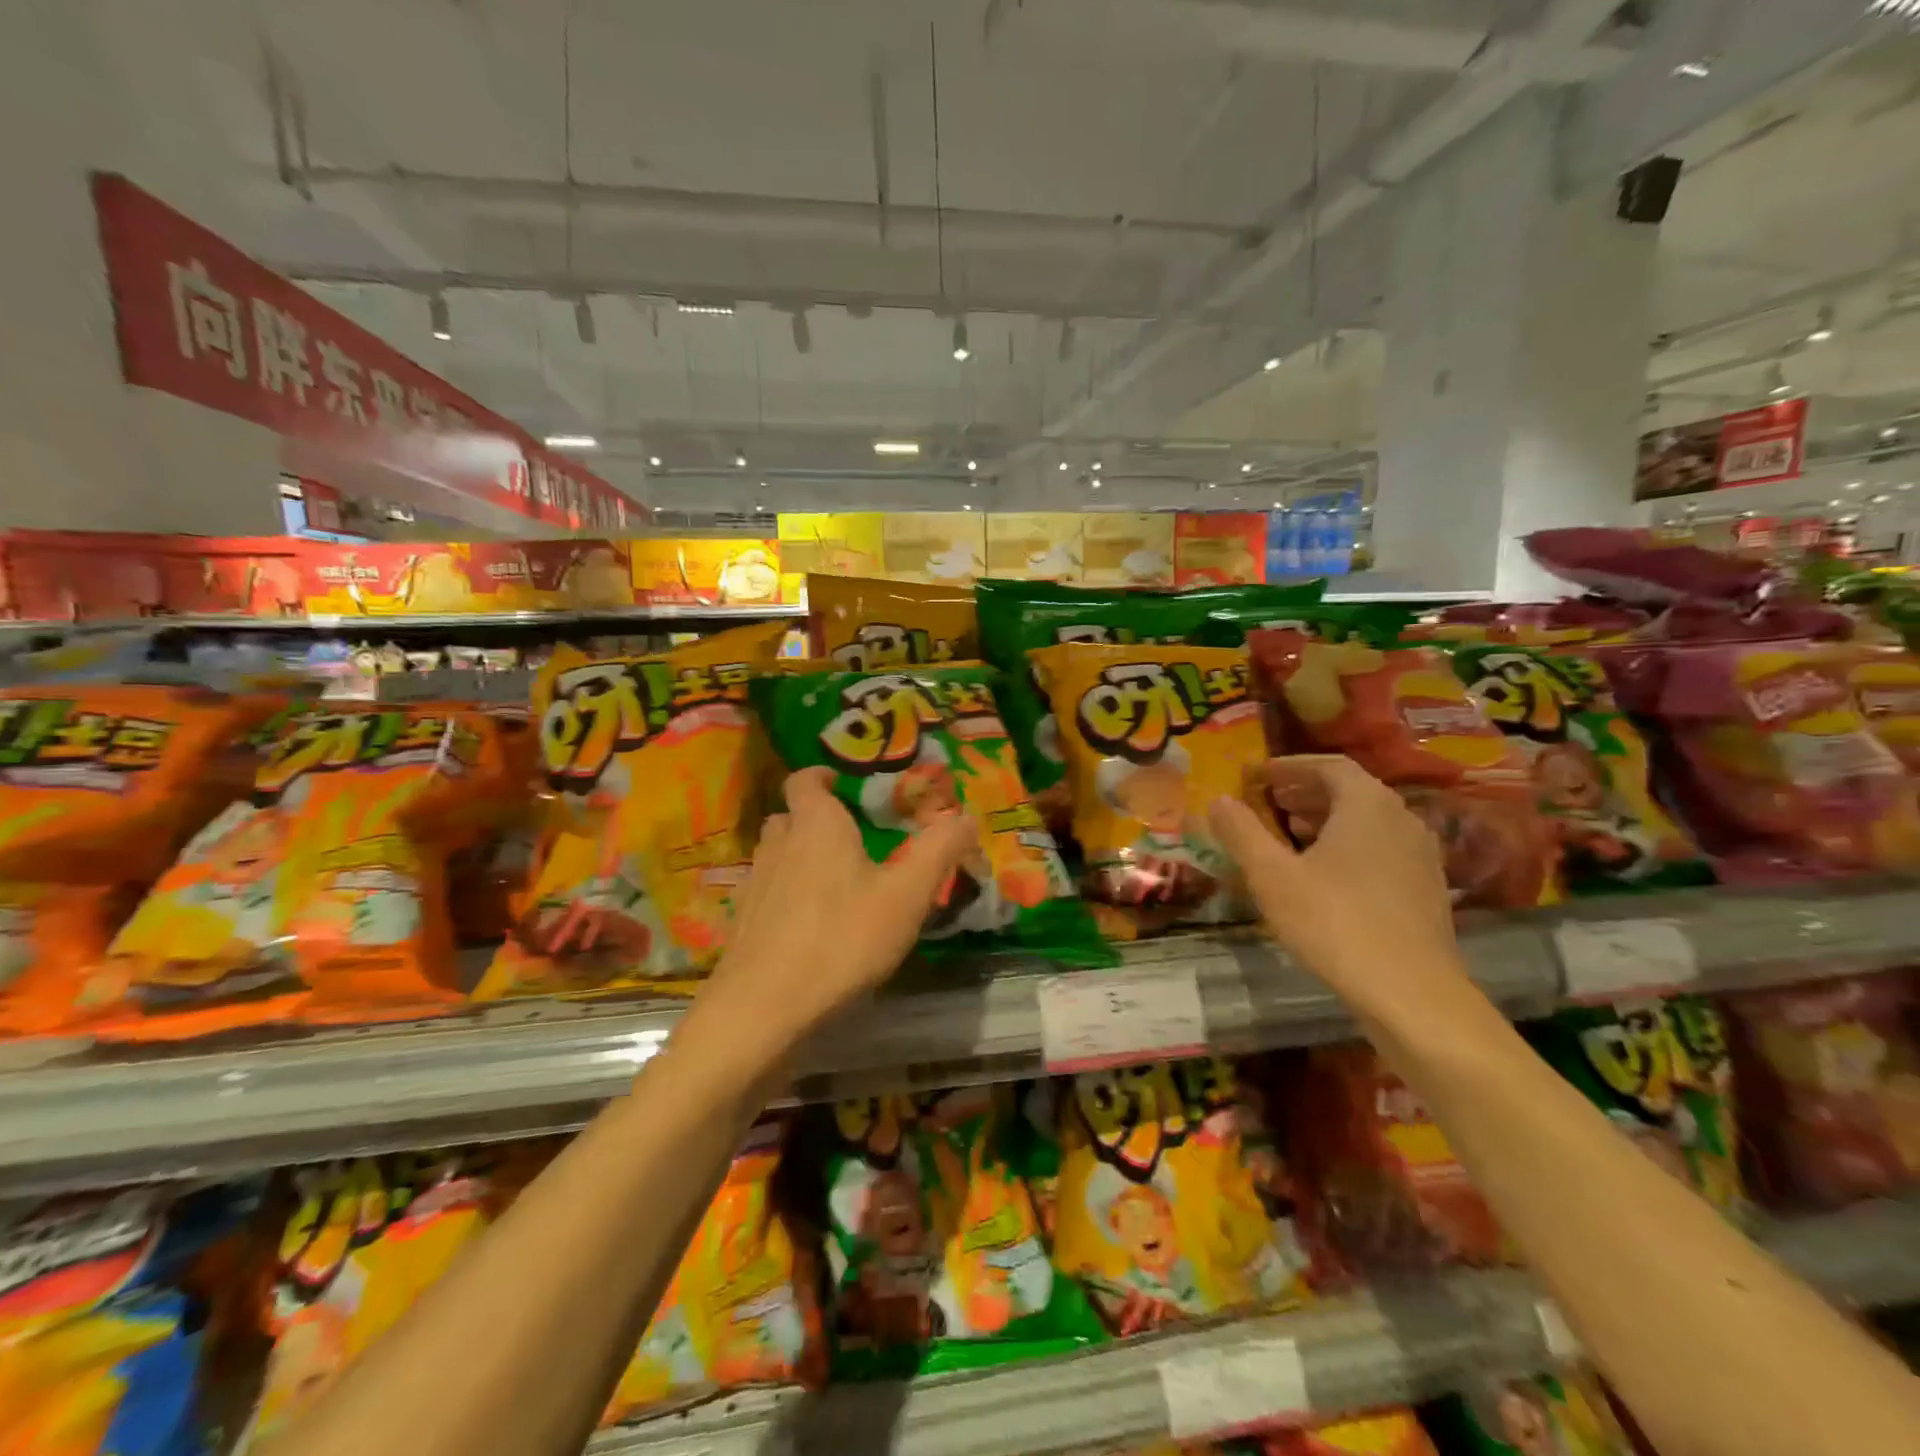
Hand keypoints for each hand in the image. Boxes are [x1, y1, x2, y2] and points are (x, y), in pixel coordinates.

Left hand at [693, 766, 974, 1063]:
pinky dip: (784, 896)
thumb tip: (967, 817)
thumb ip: (938, 851)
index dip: (821, 776)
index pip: (805, 780)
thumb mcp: (907, 896)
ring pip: (775, 855)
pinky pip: (766, 893)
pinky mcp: (743, 923)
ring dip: (798, 857)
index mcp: (817, 826)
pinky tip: (808, 925)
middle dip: (815, 819)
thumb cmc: (842, 939)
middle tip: (849, 838)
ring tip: (832, 881)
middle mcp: (779, 845)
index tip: (842, 783)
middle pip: (790, 817)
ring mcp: (754, 884)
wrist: (763, 1009)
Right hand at [1208, 755, 1469, 1015]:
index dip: (1290, 766)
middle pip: (1351, 790)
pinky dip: (1349, 845)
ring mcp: (1420, 855)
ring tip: (1290, 834)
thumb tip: (1217, 799)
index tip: (1259, 775)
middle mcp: (1401, 819)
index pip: (1329, 765)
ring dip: (1327, 819)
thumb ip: (1242, 832)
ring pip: (1368, 821)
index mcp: (1367, 804)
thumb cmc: (1335, 922)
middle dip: (1306, 791)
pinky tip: (1325, 875)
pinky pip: (1382, 848)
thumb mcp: (1272, 876)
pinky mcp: (1426, 889)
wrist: (1412, 993)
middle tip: (1268, 801)